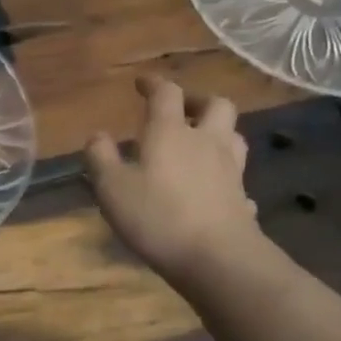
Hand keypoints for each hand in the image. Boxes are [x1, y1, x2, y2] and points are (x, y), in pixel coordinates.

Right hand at [85, 75, 257, 277]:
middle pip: (216, 105)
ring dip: (218, 132)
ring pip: (234, 136)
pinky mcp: (243, 197)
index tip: (142, 83)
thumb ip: (101, 157)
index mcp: (171, 133)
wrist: (216, 257)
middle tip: (182, 110)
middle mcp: (206, 142)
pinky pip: (237, 176)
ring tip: (200, 143)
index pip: (167, 94)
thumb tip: (97, 135)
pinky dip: (226, 174)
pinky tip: (215, 187)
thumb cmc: (156, 216)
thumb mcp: (111, 187)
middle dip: (198, 101)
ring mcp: (231, 170)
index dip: (154, 84)